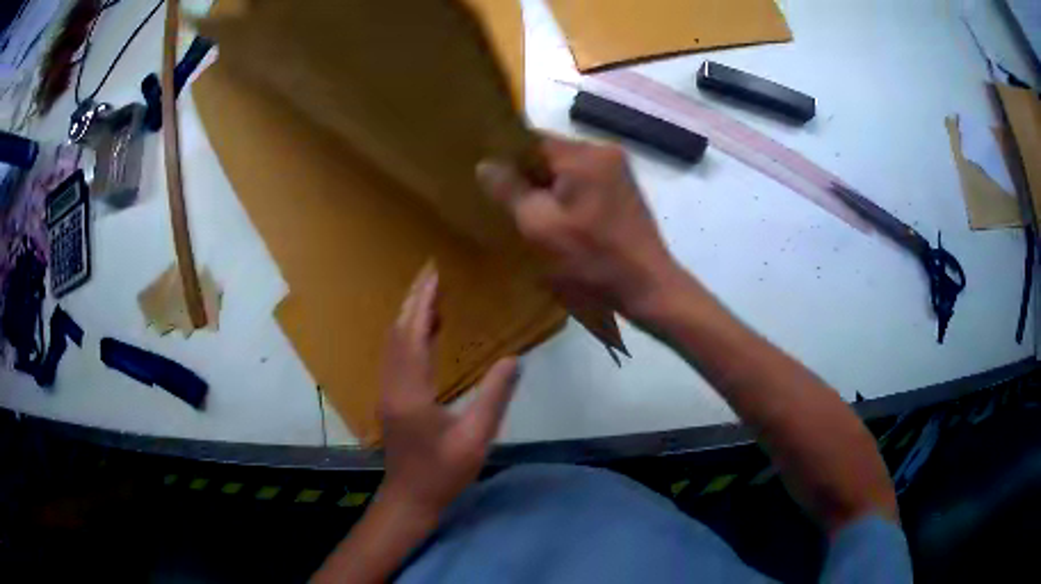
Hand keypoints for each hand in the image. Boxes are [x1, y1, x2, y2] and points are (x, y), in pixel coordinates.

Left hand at [378, 262, 519, 517]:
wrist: (410, 498)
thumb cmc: (443, 472)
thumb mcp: (475, 438)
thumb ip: (494, 397)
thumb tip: (513, 359)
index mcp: (410, 392)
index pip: (413, 335)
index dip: (423, 303)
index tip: (434, 275)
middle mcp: (392, 385)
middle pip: (397, 333)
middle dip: (413, 301)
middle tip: (431, 274)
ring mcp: (386, 392)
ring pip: (392, 344)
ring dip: (409, 316)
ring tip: (431, 296)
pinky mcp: (389, 399)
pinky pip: (394, 356)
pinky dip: (407, 335)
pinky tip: (426, 333)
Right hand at [477, 136, 680, 318]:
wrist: (647, 287)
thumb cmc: (592, 258)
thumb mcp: (540, 226)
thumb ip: (510, 190)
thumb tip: (486, 164)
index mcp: (585, 155)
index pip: (532, 141)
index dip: (508, 159)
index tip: (491, 182)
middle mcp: (605, 152)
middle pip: (551, 154)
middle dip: (529, 177)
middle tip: (508, 204)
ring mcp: (619, 170)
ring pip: (567, 170)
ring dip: (548, 188)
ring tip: (532, 215)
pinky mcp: (624, 189)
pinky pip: (584, 182)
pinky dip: (567, 196)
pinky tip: (560, 220)